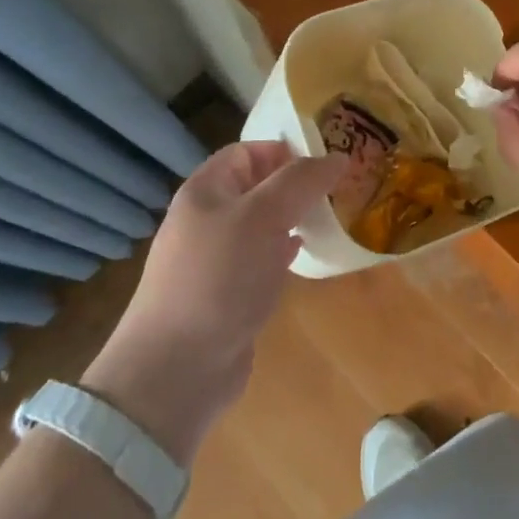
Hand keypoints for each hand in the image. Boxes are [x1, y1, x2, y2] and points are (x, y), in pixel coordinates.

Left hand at [84, 142, 343, 462]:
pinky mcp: (228, 293)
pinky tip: (308, 254)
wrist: (176, 370)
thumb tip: (338, 157)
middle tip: (341, 186)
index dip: (287, 149)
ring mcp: (216, 259)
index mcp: (205, 190)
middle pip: (258, 186)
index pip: (248, 151)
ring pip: (263, 224)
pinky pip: (262, 258)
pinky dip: (287, 251)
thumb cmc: (218, 278)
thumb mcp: (262, 217)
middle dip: (297, 184)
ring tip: (334, 214)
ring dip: (295, 217)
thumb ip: (300, 182)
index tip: (329, 158)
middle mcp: (208, 218)